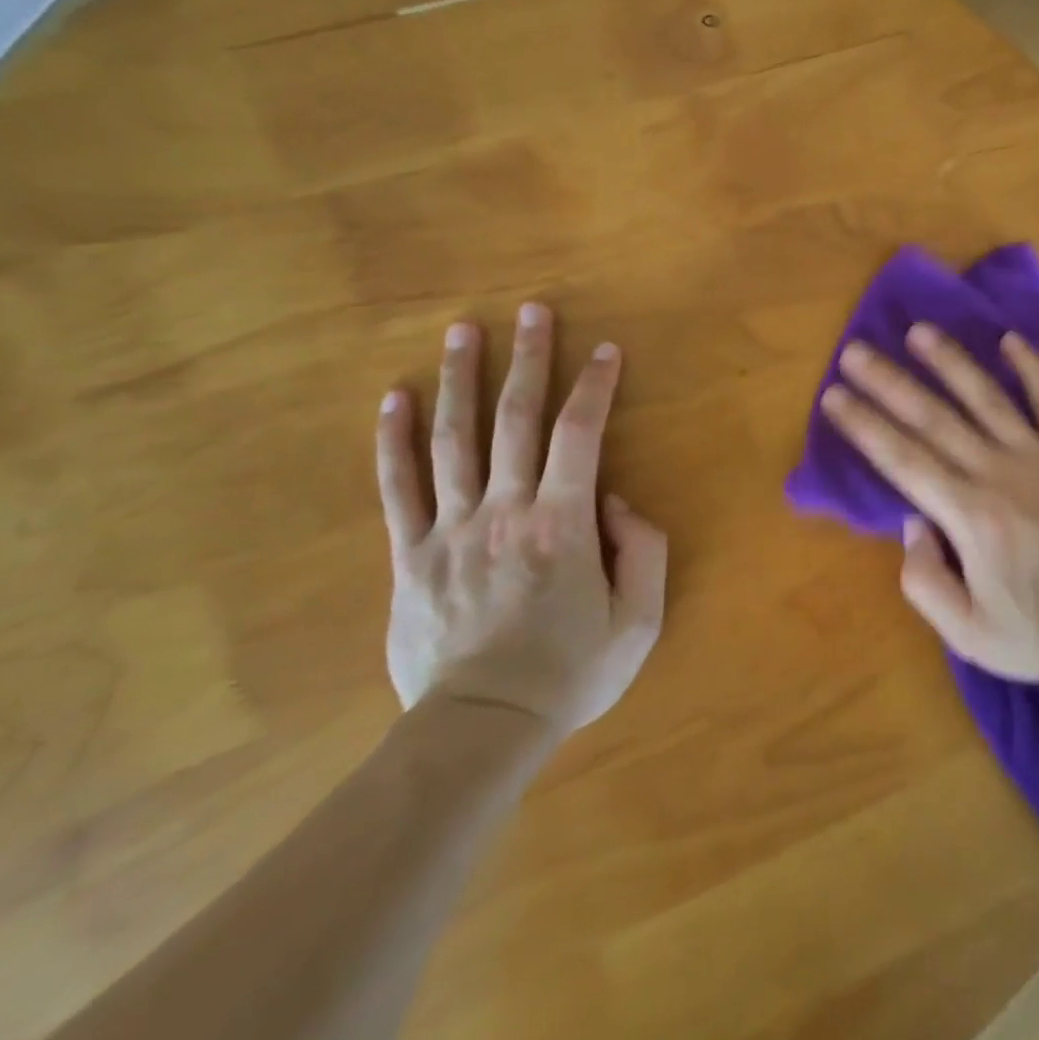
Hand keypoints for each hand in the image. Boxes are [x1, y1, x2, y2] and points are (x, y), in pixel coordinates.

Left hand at [376, 305, 666, 733]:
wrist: (482, 728)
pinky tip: (395, 397)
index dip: (595, 386)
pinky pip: (398, 487)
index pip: (581, 434)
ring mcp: (451, 528)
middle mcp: (505, 510)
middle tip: (532, 310)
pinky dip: (394, 439)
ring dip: (462, 378)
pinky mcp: (410, 554)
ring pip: (454, 438)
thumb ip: (644, 550)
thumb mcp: (639, 620)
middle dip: (529, 358)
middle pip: (516, 419)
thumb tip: (615, 499)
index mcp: (563, 524)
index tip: (605, 350)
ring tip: (463, 330)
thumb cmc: (570, 673)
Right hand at [819, 325, 1038, 682]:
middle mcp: (998, 474)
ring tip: (918, 331)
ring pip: (986, 399)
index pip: (903, 460)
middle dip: (889, 384)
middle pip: (933, 420)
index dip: (865, 425)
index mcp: (969, 516)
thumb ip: (925, 580)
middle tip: (855, 351)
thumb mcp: (968, 633)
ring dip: (950, 362)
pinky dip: (1032, 369)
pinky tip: (1011, 339)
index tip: (834, 395)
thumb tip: (914, 523)